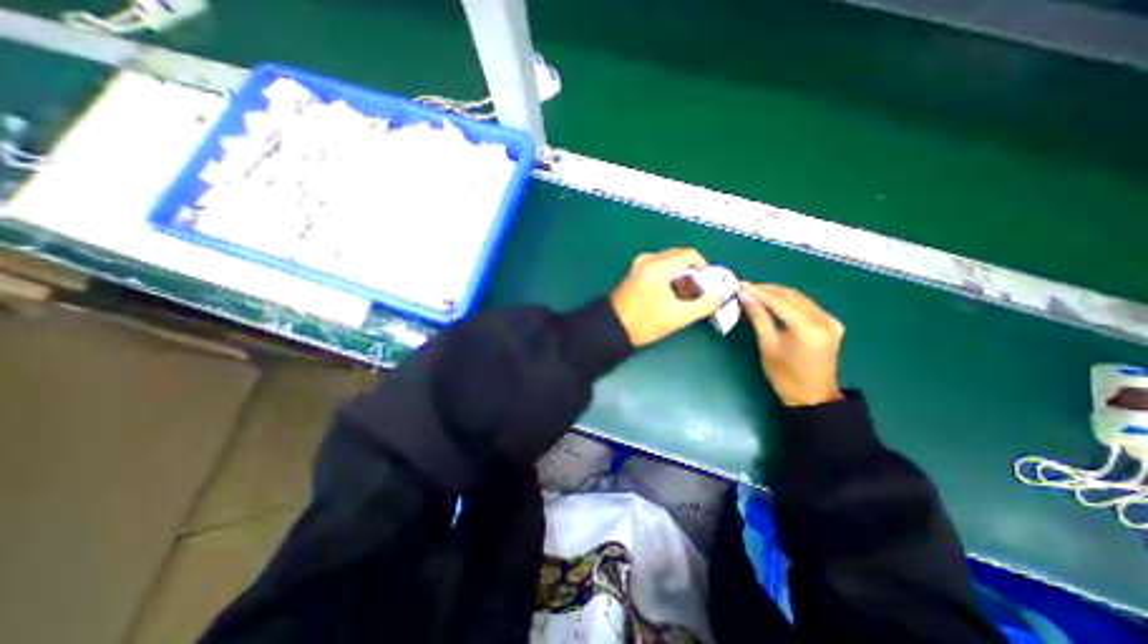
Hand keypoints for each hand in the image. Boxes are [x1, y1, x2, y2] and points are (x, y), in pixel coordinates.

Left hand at [613, 247, 718, 346]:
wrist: (611, 329)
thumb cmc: (644, 323)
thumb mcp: (678, 316)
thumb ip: (704, 304)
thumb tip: (722, 294)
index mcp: (658, 266)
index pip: (690, 255)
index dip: (705, 268)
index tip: (709, 285)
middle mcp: (648, 259)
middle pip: (680, 257)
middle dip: (693, 274)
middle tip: (699, 293)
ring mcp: (639, 265)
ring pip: (669, 263)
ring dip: (681, 277)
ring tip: (685, 297)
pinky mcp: (635, 273)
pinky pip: (659, 268)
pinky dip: (669, 278)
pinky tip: (670, 295)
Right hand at [734, 281, 841, 404]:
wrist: (813, 397)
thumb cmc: (785, 376)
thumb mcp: (768, 346)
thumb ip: (758, 318)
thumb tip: (745, 296)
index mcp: (808, 329)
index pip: (780, 302)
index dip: (759, 292)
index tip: (740, 285)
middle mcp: (824, 320)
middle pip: (791, 295)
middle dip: (767, 290)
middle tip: (745, 287)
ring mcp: (830, 320)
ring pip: (799, 297)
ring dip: (776, 293)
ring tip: (754, 292)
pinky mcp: (831, 323)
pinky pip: (805, 304)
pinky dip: (787, 301)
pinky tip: (772, 301)